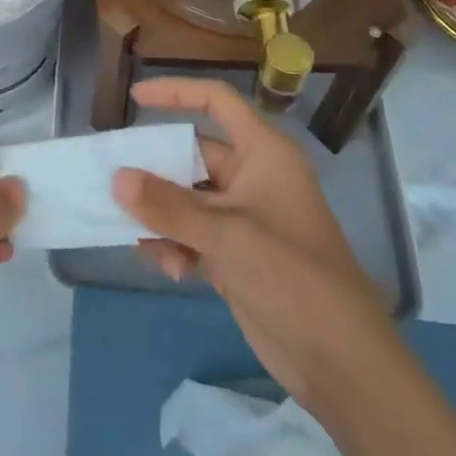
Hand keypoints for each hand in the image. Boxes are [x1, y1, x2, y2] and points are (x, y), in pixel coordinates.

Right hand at [113, 76, 394, 407]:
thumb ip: (169, 206)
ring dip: (161, 214)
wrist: (342, 363)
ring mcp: (244, 218)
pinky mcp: (237, 256)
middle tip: (114, 179)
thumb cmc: (292, 277)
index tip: (135, 98)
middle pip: (193, 153)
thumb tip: (117, 177)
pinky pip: (193, 235)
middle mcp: (253, 177)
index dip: (176, 92)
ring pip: (187, 198)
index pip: (216, 102)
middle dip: (155, 168)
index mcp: (263, 153)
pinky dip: (174, 244)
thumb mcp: (227, 236)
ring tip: (135, 233)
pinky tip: (167, 267)